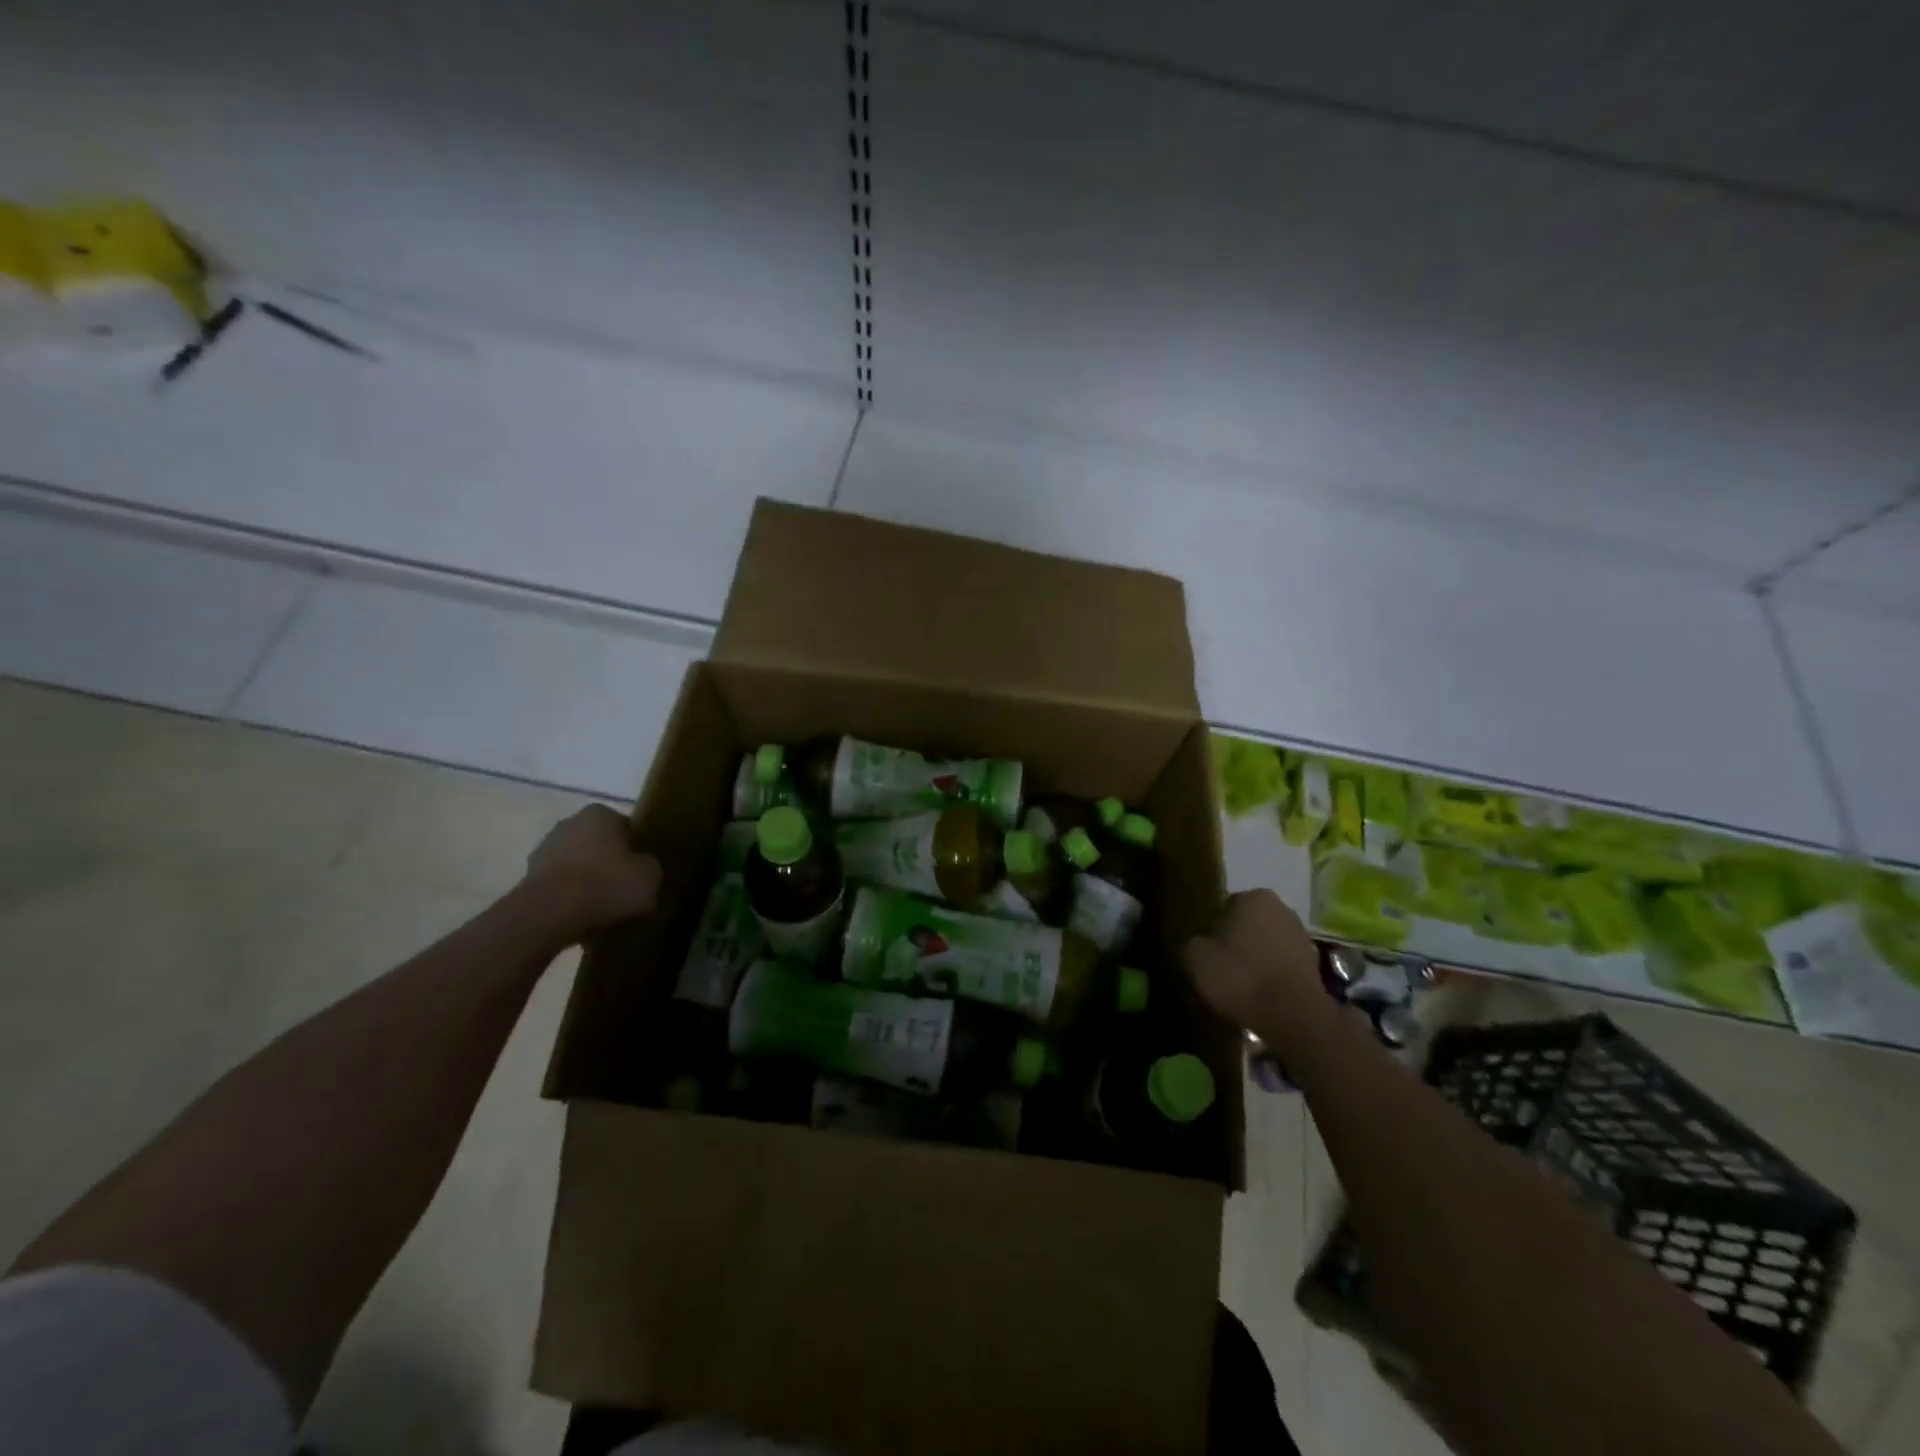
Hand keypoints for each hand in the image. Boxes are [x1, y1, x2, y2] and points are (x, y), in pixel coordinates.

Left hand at [520, 804, 661, 942]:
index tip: (644, 873)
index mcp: (601, 813)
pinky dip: (570, 901)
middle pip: (600, 846)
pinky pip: (560, 888)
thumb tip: (644, 870)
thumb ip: (651, 867)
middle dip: (611, 866)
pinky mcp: (528, 879)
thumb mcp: (650, 876)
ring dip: (589, 885)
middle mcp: (570, 823)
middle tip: (626, 892)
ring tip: (605, 912)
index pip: (628, 828)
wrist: (549, 915)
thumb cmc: (606, 885)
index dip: (638, 852)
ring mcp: (544, 850)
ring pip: (578, 867)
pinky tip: (583, 921)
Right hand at [1183, 889, 1331, 1043]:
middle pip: (1249, 924)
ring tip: (1241, 985)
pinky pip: (1282, 965)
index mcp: (1253, 897)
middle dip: (1237, 941)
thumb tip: (1201, 944)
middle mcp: (1282, 908)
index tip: (1207, 952)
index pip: (1225, 907)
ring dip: (1256, 959)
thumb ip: (1194, 942)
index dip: (1213, 930)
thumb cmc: (1240, 976)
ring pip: (1267, 944)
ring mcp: (1302, 936)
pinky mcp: (1315, 965)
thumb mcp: (1196, 958)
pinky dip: (1272, 976)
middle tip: (1222, 967)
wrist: (1292, 1016)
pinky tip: (1260, 995)